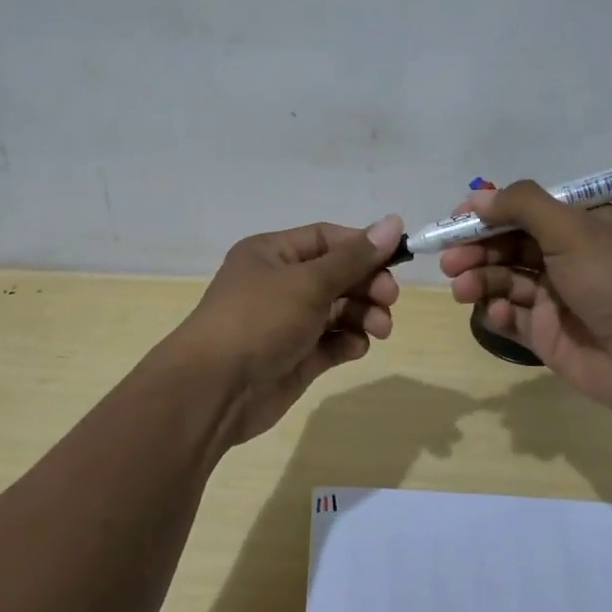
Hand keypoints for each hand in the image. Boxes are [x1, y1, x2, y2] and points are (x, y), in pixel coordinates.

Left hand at [173, 215, 403, 445]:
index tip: (396, 259)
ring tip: (380, 329)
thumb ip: (354, 257)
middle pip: (337, 275)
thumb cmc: (260, 320)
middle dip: (367, 285)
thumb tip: (393, 221)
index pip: (327, 239)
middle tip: (390, 299)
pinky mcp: (296, 357)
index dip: (362, 246)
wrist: (216, 389)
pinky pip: (332, 343)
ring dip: (364, 315)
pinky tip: (355, 347)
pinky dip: (348, 342)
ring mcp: (288, 323)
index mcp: (272, 254)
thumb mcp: (309, 282)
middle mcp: (279, 284)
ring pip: (339, 310)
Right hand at [440, 182, 611, 413]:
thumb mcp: (571, 229)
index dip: (489, 213)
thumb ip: (522, 206)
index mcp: (583, 225)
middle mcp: (569, 257)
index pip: (526, 210)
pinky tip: (498, 314)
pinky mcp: (547, 334)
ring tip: (461, 288)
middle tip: (449, 260)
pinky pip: (512, 317)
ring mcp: (557, 298)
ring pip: (505, 281)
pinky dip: (499, 313)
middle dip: (477, 250)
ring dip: (480, 280)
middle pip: (509, 245)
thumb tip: (478, 195)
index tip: (455, 220)